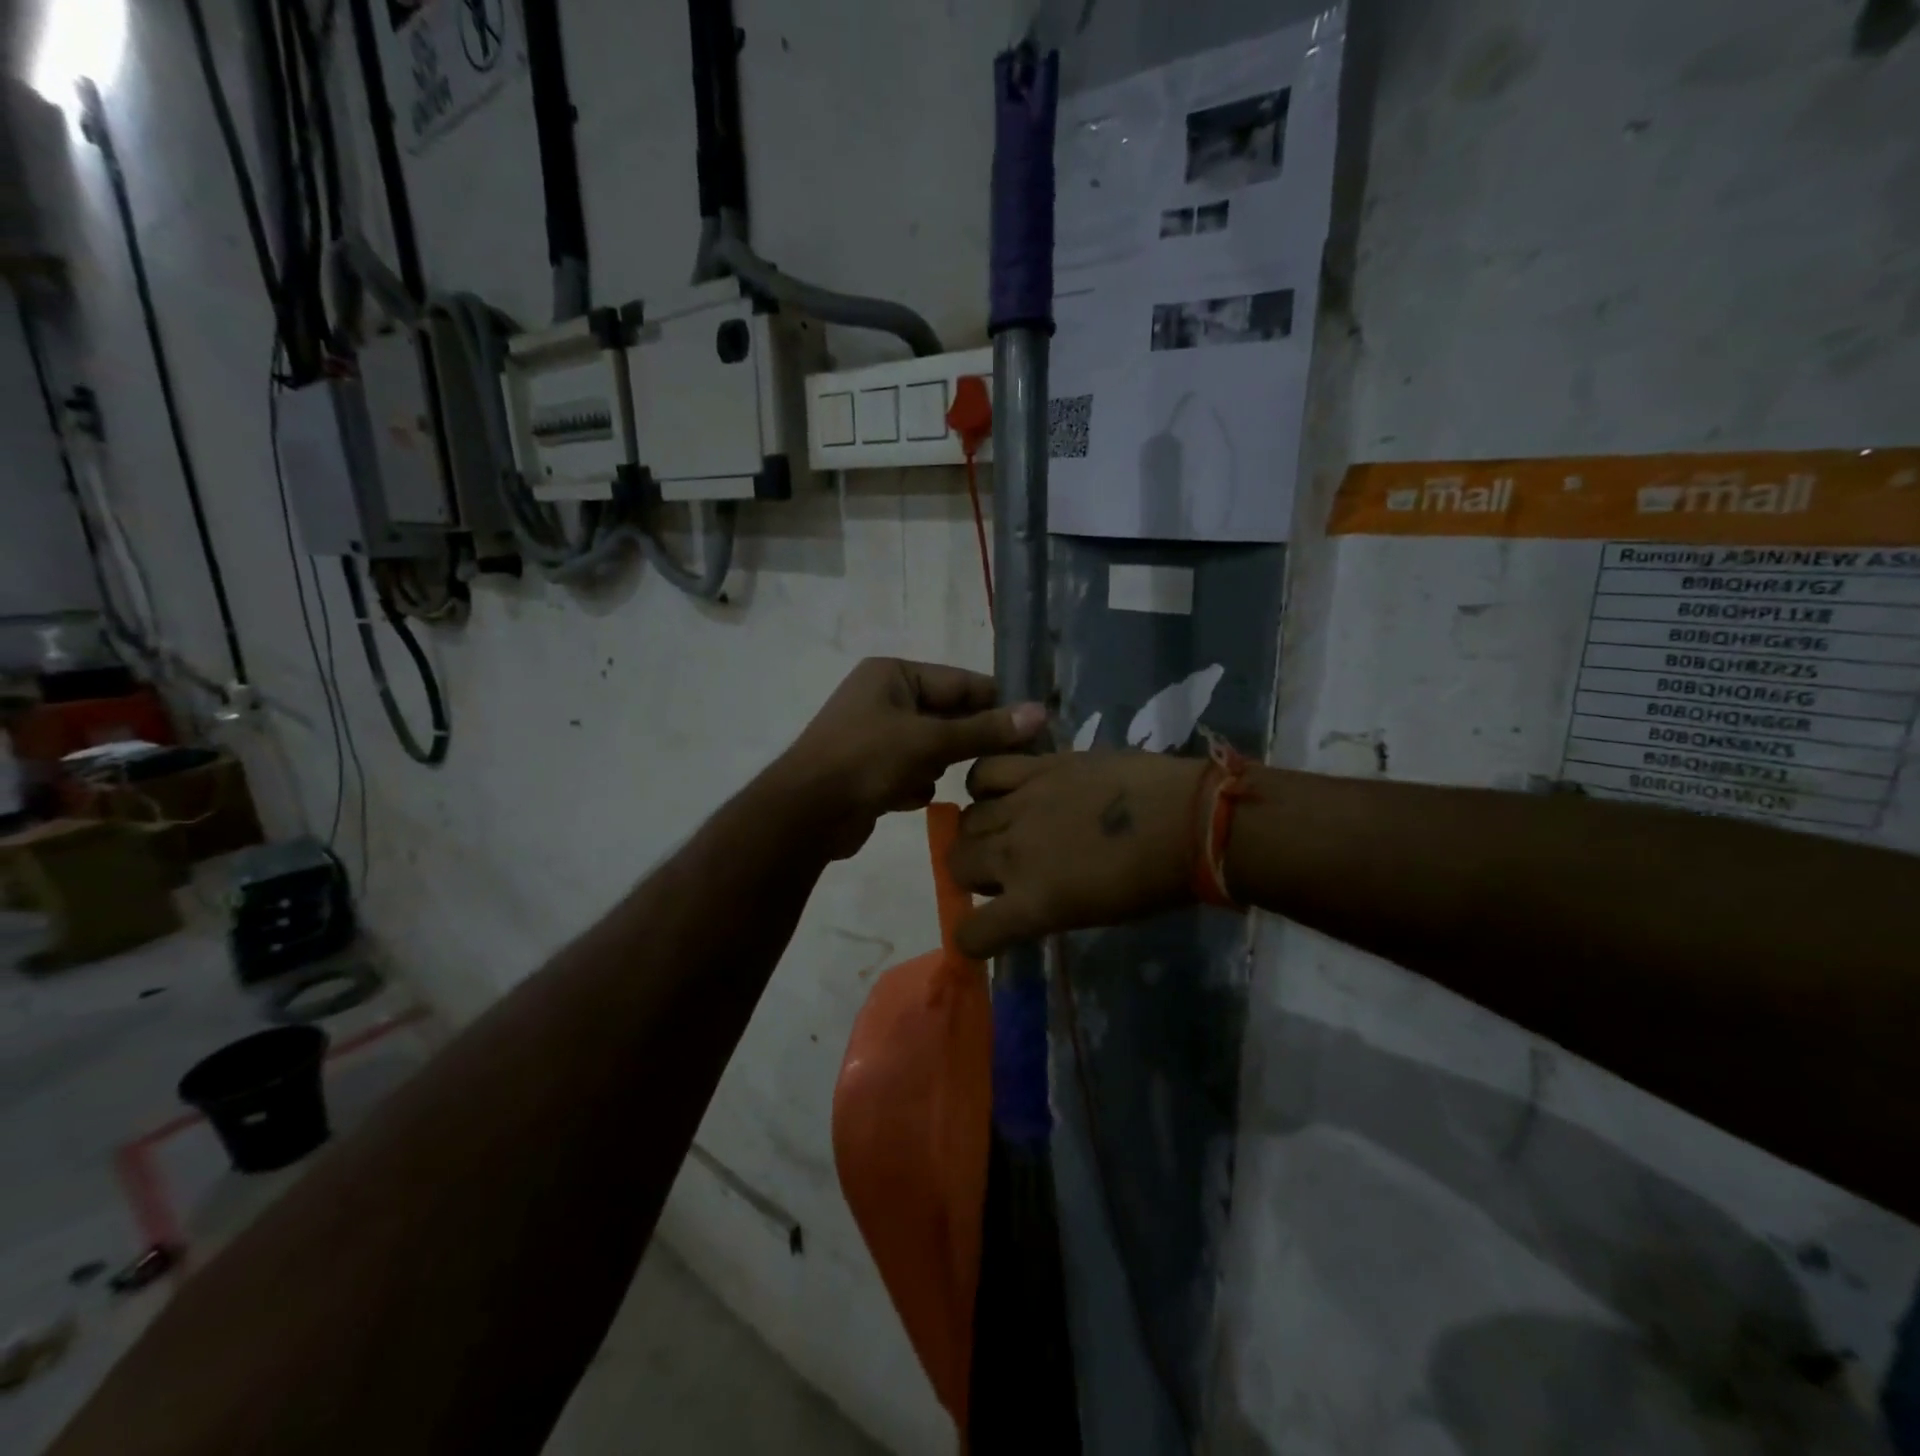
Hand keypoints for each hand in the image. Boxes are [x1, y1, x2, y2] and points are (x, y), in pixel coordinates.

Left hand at [773, 658, 1045, 858]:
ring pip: (932, 746)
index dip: (998, 703)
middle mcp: (883, 697)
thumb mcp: (931, 742)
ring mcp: (874, 733)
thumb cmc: (867, 761)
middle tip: (1011, 761)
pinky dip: (915, 784)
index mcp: (893, 674)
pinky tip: (907, 797)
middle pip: (947, 715)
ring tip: (940, 780)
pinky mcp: (870, 768)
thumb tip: (1039, 713)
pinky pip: (911, 769)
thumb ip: (985, 730)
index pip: (960, 682)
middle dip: (968, 741)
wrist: (806, 815)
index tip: (1035, 725)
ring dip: (939, 765)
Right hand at [950, 751, 1207, 958]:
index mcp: (1033, 903)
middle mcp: (1014, 854)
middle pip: (958, 863)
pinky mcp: (1038, 768)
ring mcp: (1022, 805)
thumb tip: (1022, 900)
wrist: (1189, 821)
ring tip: (1004, 827)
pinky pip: (984, 772)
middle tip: (1002, 870)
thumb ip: (1044, 906)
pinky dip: (983, 785)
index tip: (986, 931)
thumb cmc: (1153, 882)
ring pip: (967, 819)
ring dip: (977, 831)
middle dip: (971, 873)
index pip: (972, 933)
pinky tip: (1003, 790)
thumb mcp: (1091, 913)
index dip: (973, 937)